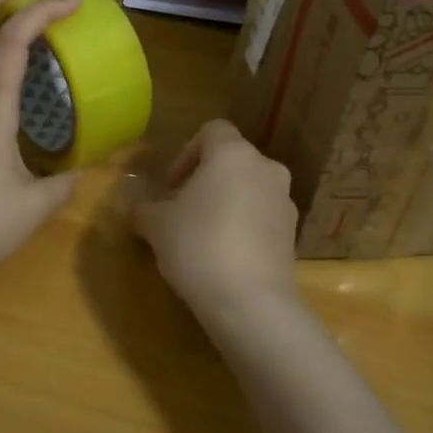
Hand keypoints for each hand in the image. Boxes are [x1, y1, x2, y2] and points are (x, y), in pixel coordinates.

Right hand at [133, 119, 299, 319]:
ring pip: (250, 189)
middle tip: (181, 209)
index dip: (186, 153)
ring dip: (227, 202)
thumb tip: (139, 210)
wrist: (250, 301)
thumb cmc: (197, 246)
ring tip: (202, 234)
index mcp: (232, 154)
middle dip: (206, 180)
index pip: (211, 131)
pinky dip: (244, 225)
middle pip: (232, 160)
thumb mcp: (156, 225)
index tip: (171, 185)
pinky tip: (224, 255)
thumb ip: (145, 209)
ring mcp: (285, 201)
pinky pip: (263, 217)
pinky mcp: (293, 234)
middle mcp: (265, 168)